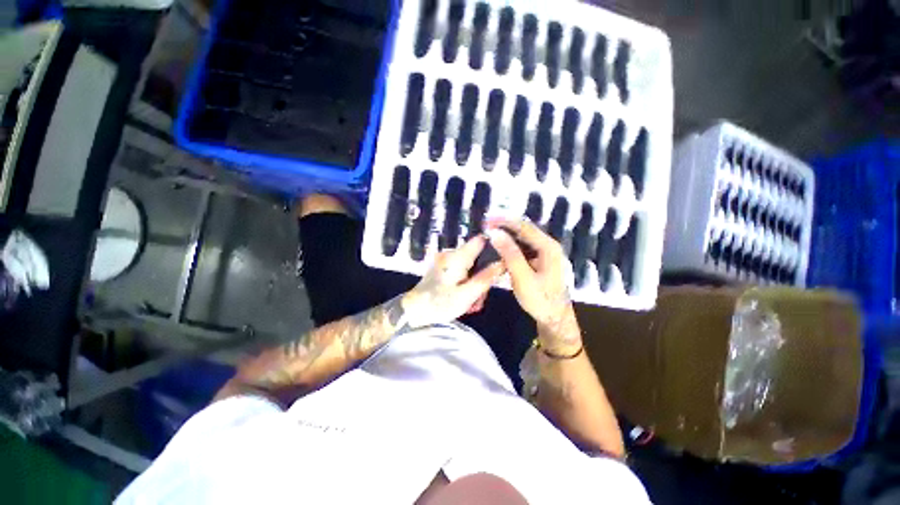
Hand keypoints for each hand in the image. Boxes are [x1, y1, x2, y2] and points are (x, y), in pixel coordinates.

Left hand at [402, 235, 504, 327]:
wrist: (412, 311)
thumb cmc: (438, 303)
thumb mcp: (466, 295)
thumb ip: (485, 278)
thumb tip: (502, 262)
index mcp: (457, 257)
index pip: (481, 240)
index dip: (494, 248)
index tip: (501, 264)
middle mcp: (452, 254)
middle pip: (477, 257)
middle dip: (484, 275)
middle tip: (482, 297)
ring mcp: (446, 261)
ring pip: (471, 266)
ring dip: (475, 283)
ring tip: (472, 303)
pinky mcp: (444, 268)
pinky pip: (462, 271)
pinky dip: (466, 283)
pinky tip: (465, 298)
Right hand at [487, 219, 580, 352]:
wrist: (554, 317)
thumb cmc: (540, 299)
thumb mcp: (523, 278)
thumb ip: (510, 254)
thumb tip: (496, 233)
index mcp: (548, 247)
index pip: (524, 227)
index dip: (504, 221)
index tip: (487, 221)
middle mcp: (548, 245)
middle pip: (524, 230)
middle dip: (504, 226)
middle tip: (486, 226)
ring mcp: (545, 252)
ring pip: (523, 238)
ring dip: (507, 235)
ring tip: (490, 234)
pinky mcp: (540, 259)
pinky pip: (524, 247)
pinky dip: (511, 245)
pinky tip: (500, 247)